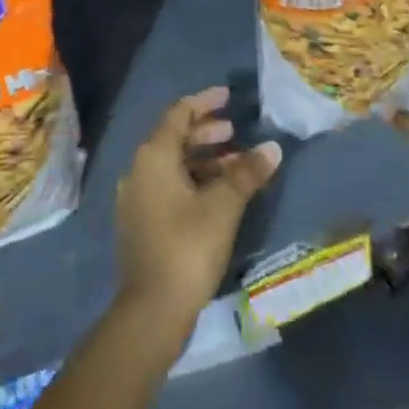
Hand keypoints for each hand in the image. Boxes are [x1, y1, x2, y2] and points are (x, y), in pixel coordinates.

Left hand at [114, 86, 280, 339]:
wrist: (151, 312)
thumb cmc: (187, 247)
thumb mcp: (223, 206)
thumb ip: (247, 173)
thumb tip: (272, 147)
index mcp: (154, 155)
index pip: (180, 113)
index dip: (205, 101)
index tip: (228, 97)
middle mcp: (139, 169)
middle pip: (175, 138)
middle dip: (206, 132)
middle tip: (235, 132)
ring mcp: (137, 198)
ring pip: (173, 165)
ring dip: (203, 160)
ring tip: (234, 165)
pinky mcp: (141, 223)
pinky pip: (168, 187)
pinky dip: (193, 181)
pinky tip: (217, 196)